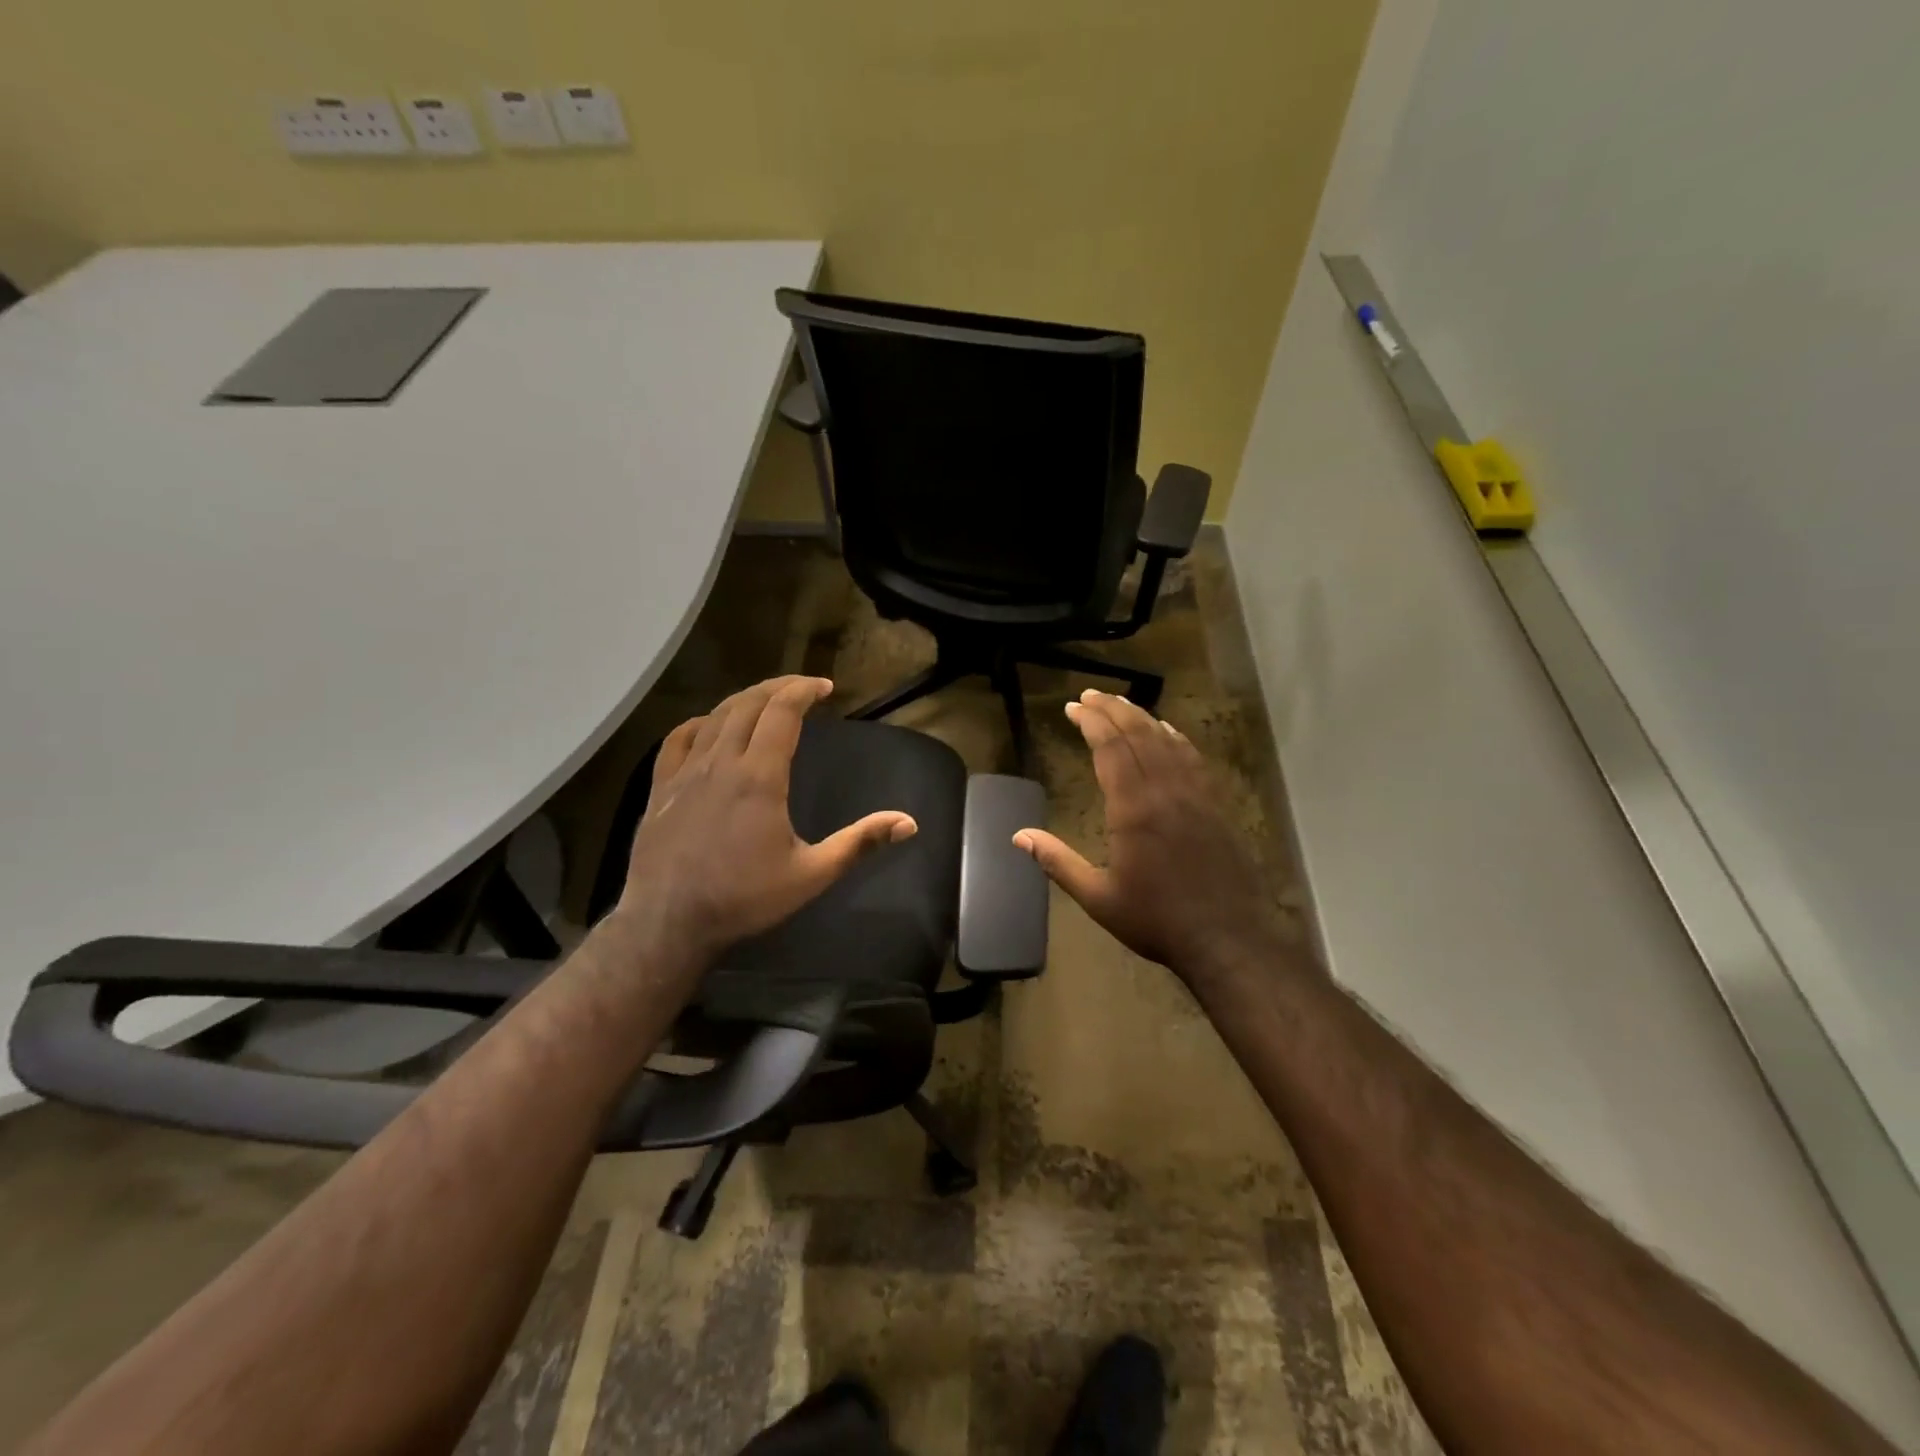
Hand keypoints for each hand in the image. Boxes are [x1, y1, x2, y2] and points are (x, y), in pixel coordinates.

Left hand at [617, 675, 917, 963]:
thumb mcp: (812, 874)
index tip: (824, 686)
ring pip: (715, 716)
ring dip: (745, 699)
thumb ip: (860, 843)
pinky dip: (701, 722)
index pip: (782, 712)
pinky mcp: (661, 787)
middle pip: (749, 704)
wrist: (667, 922)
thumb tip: (909, 823)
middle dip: (778, 687)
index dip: (804, 691)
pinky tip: (709, 726)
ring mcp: (686, 772)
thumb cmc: (744, 898)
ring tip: (765, 699)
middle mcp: (722, 762)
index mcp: (760, 777)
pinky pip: (678, 739)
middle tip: (802, 687)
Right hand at [1015, 689, 1285, 981]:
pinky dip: (1174, 737)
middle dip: (1112, 709)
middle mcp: (1165, 790)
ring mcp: (1194, 794)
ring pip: (1166, 740)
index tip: (1073, 706)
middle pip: (1138, 734)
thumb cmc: (1156, 919)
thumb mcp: (1098, 897)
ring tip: (1120, 703)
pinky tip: (1166, 730)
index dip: (1091, 722)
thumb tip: (1018, 836)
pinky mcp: (1214, 804)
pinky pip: (1192, 757)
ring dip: (1141, 717)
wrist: (1227, 938)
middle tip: (1090, 696)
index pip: (1110, 748)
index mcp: (1133, 808)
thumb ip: (1058, 862)